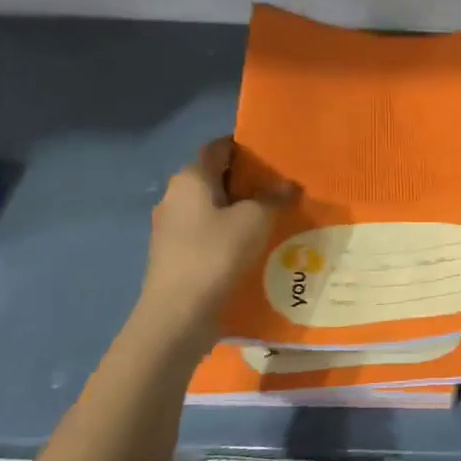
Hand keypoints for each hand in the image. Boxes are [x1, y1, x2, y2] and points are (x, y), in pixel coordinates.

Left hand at [139, 138, 294, 321]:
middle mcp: (175, 195)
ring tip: (271, 219)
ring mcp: (171, 227)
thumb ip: (274, 198)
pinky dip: (227, 233)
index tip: (273, 156)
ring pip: (211, 207)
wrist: (179, 312)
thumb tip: (290, 185)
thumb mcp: (256, 220)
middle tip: (280, 189)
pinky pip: (206, 232)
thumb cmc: (216, 253)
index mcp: (191, 178)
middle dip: (246, 181)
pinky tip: (250, 246)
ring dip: (237, 210)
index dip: (245, 147)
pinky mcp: (174, 254)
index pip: (218, 147)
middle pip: (214, 177)